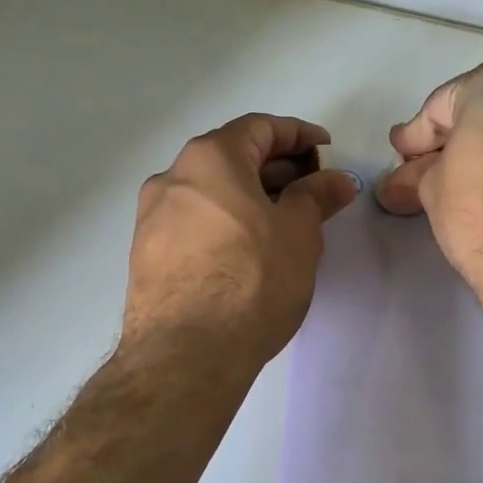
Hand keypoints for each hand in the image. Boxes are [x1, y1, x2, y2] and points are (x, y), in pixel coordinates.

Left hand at [122, 114, 358, 371]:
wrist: (185, 354)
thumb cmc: (251, 280)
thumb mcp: (299, 233)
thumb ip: (317, 196)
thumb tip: (337, 178)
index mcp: (210, 158)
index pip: (260, 127)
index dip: (299, 134)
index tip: (326, 149)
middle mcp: (172, 176)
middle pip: (232, 156)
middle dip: (276, 168)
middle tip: (312, 191)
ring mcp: (151, 216)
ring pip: (210, 190)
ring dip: (249, 196)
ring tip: (283, 223)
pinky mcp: (145, 254)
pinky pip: (193, 221)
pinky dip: (224, 221)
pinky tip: (247, 250)